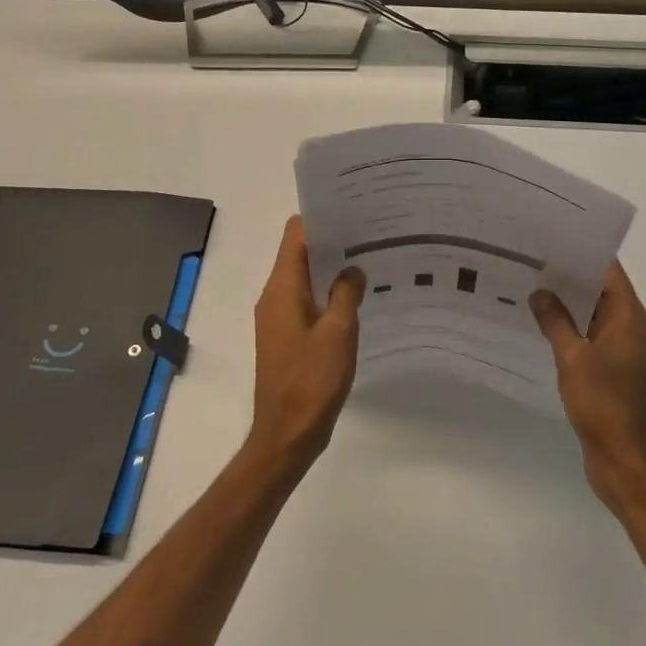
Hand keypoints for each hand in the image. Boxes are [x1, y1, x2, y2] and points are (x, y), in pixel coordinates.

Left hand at [249, 217, 364, 475]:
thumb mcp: (339, 333)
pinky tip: (357, 299)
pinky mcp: (286, 337)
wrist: (287, 434)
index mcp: (282, 289)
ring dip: (331, 269)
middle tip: (371, 234)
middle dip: (332, 241)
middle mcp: (274, 296)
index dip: (321, 218)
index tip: (353, 212)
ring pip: (304, 278)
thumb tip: (352, 268)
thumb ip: (346, 293)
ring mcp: (278, 318)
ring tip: (369, 261)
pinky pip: (306, 301)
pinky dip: (327, 294)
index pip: (295, 234)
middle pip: (299, 253)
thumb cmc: (311, 381)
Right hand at [531, 263, 645, 513]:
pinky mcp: (606, 371)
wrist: (626, 461)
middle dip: (566, 275)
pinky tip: (534, 324)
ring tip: (524, 284)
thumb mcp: (574, 358)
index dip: (582, 251)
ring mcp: (618, 351)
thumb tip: (540, 293)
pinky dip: (564, 328)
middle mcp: (627, 328)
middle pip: (598, 289)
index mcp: (629, 318)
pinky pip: (584, 338)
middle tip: (527, 258)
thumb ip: (556, 322)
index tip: (550, 237)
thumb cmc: (605, 405)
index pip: (608, 270)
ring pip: (589, 315)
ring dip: (563, 303)